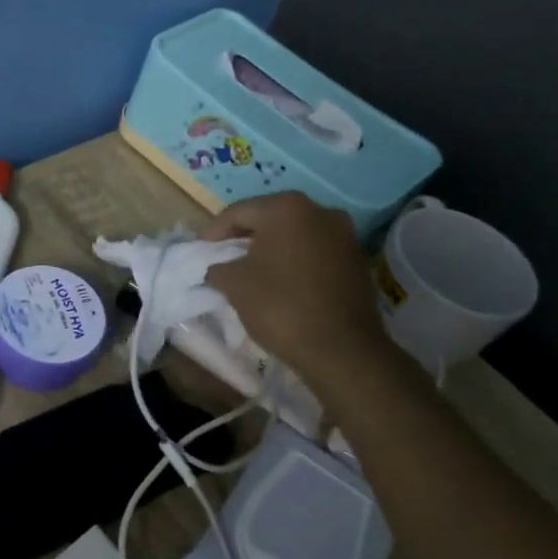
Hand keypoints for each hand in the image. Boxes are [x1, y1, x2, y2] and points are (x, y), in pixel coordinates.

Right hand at [200, 192, 398, 388]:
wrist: (342, 351)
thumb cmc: (281, 306)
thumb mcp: (233, 284)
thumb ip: (218, 266)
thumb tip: (218, 267)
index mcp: (287, 207)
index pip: (238, 212)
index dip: (213, 231)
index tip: (200, 251)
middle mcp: (320, 211)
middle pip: (269, 219)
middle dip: (244, 237)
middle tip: (223, 257)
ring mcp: (345, 236)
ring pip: (295, 236)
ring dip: (271, 250)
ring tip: (252, 272)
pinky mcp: (358, 261)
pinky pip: (315, 253)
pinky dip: (295, 262)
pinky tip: (282, 283)